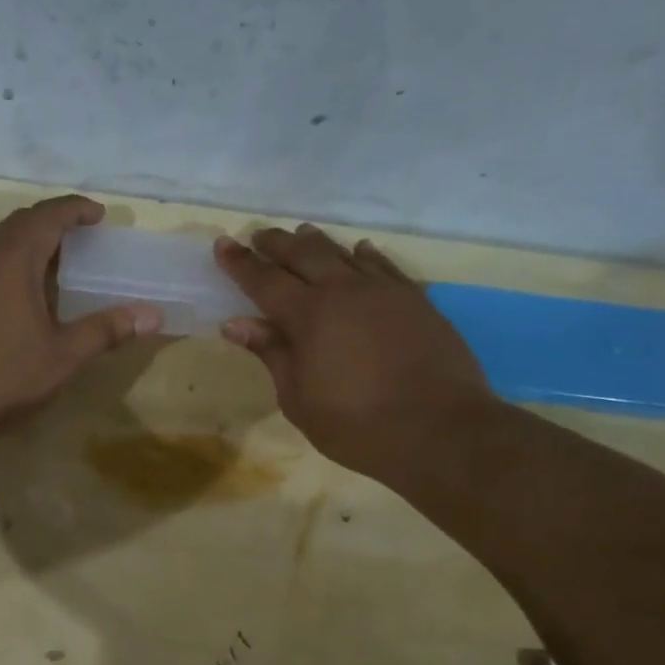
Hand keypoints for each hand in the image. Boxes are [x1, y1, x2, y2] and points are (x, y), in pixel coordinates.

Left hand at [0, 196, 160, 442]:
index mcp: (14, 258)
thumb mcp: (64, 355)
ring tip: (53, 259)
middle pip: (20, 222)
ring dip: (27, 239)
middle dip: (52, 221)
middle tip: (80, 236)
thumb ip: (106, 330)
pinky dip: (9, 260)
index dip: (76, 210)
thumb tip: (152, 315)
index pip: (48, 216)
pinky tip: (21, 292)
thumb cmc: (4, 375)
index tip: (99, 214)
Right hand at [214, 224, 494, 476]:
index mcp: (309, 315)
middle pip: (303, 255)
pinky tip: (359, 250)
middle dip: (277, 244)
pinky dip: (365, 255)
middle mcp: (344, 290)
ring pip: (343, 253)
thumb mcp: (299, 399)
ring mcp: (384, 291)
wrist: (441, 430)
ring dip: (317, 243)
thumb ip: (271, 354)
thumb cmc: (357, 425)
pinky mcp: (415, 300)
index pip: (264, 280)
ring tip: (302, 234)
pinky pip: (383, 266)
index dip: (240, 263)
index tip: (223, 244)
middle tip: (259, 235)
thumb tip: (236, 324)